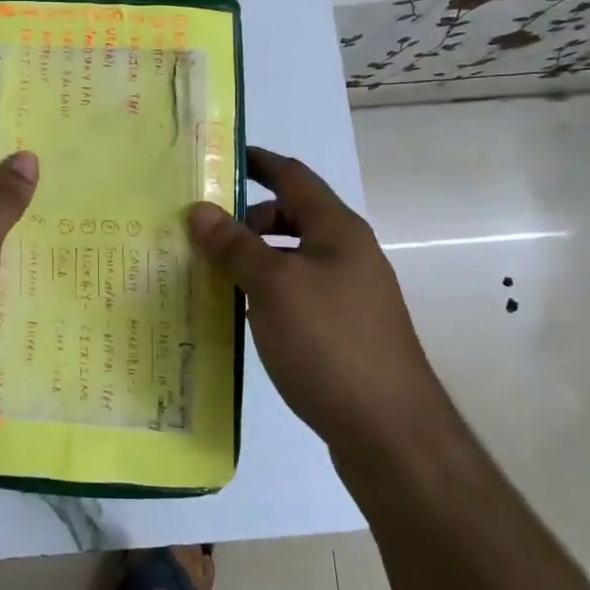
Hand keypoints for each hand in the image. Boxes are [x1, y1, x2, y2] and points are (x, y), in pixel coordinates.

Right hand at [188, 147, 436, 437]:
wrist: (389, 430)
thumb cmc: (329, 342)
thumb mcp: (273, 286)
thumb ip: (235, 245)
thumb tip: (199, 209)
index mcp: (337, 230)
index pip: (293, 176)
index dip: (258, 162)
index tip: (218, 158)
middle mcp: (348, 254)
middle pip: (292, 217)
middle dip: (247, 217)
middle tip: (201, 229)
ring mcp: (349, 295)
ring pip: (292, 258)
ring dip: (253, 257)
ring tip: (209, 271)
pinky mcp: (343, 331)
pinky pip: (296, 293)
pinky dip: (265, 290)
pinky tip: (239, 312)